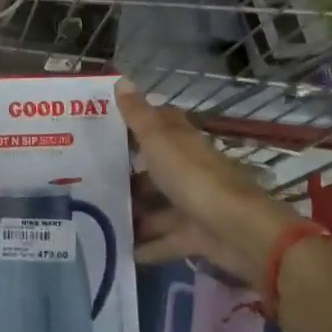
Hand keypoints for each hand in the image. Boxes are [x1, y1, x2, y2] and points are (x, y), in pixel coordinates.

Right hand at [118, 79, 297, 288]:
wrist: (239, 231)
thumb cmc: (193, 177)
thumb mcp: (159, 141)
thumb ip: (138, 115)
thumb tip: (122, 78)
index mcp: (181, 140)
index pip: (160, 122)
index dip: (137, 121)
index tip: (106, 125)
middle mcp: (188, 167)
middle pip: (156, 166)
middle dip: (130, 172)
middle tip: (92, 178)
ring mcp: (193, 203)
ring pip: (159, 205)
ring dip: (136, 211)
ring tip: (100, 217)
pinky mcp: (197, 235)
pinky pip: (167, 239)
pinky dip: (148, 246)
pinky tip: (123, 252)